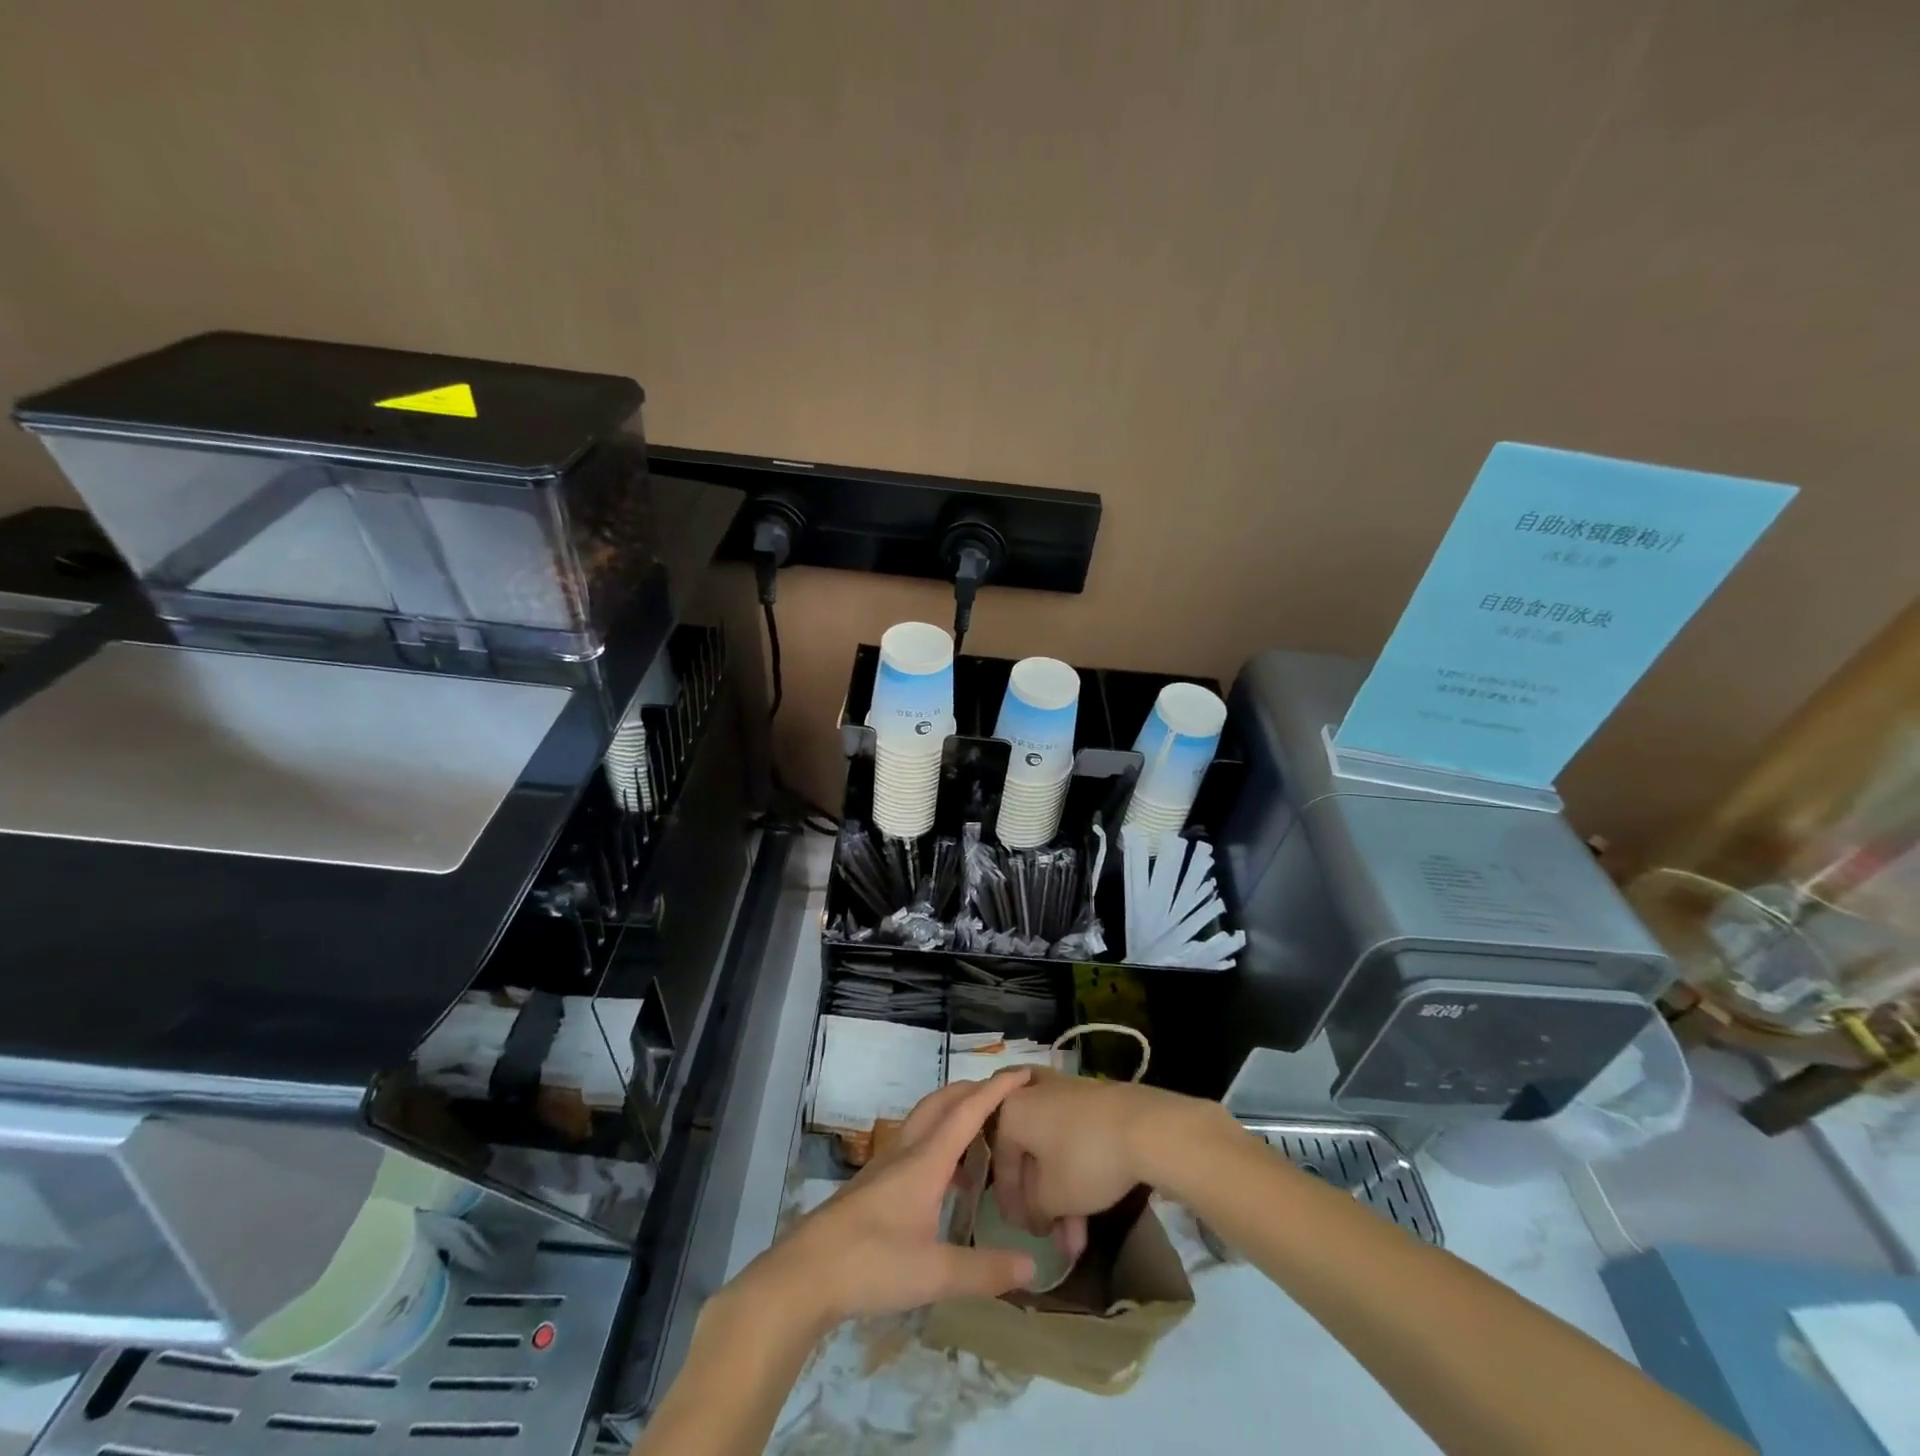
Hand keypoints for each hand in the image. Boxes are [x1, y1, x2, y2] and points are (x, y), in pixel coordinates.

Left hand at [739, 1069, 1039, 1332]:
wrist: (805, 1273)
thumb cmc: (872, 1264)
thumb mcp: (935, 1274)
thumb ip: (985, 1271)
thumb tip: (1032, 1266)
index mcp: (926, 1161)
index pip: (968, 1111)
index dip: (997, 1089)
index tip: (1023, 1073)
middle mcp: (907, 1150)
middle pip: (943, 1102)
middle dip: (975, 1090)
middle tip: (1006, 1095)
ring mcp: (886, 1164)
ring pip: (926, 1119)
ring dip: (954, 1112)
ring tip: (983, 1133)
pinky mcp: (873, 1182)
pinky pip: (914, 1142)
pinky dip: (939, 1139)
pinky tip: (947, 1177)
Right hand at [991, 1069, 1223, 1260]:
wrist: (1144, 1126)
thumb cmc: (1085, 1159)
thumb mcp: (1052, 1197)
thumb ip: (1033, 1208)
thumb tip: (1035, 1212)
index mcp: (1011, 1109)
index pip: (1000, 1160)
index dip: (1009, 1200)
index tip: (1020, 1230)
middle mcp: (1032, 1092)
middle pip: (1029, 1152)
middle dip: (1040, 1199)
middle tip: (1048, 1232)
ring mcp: (1065, 1090)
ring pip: (1053, 1147)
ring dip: (1062, 1194)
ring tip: (1077, 1241)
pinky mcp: (1093, 1096)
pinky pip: (1073, 1136)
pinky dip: (1077, 1170)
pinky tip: (1091, 1208)